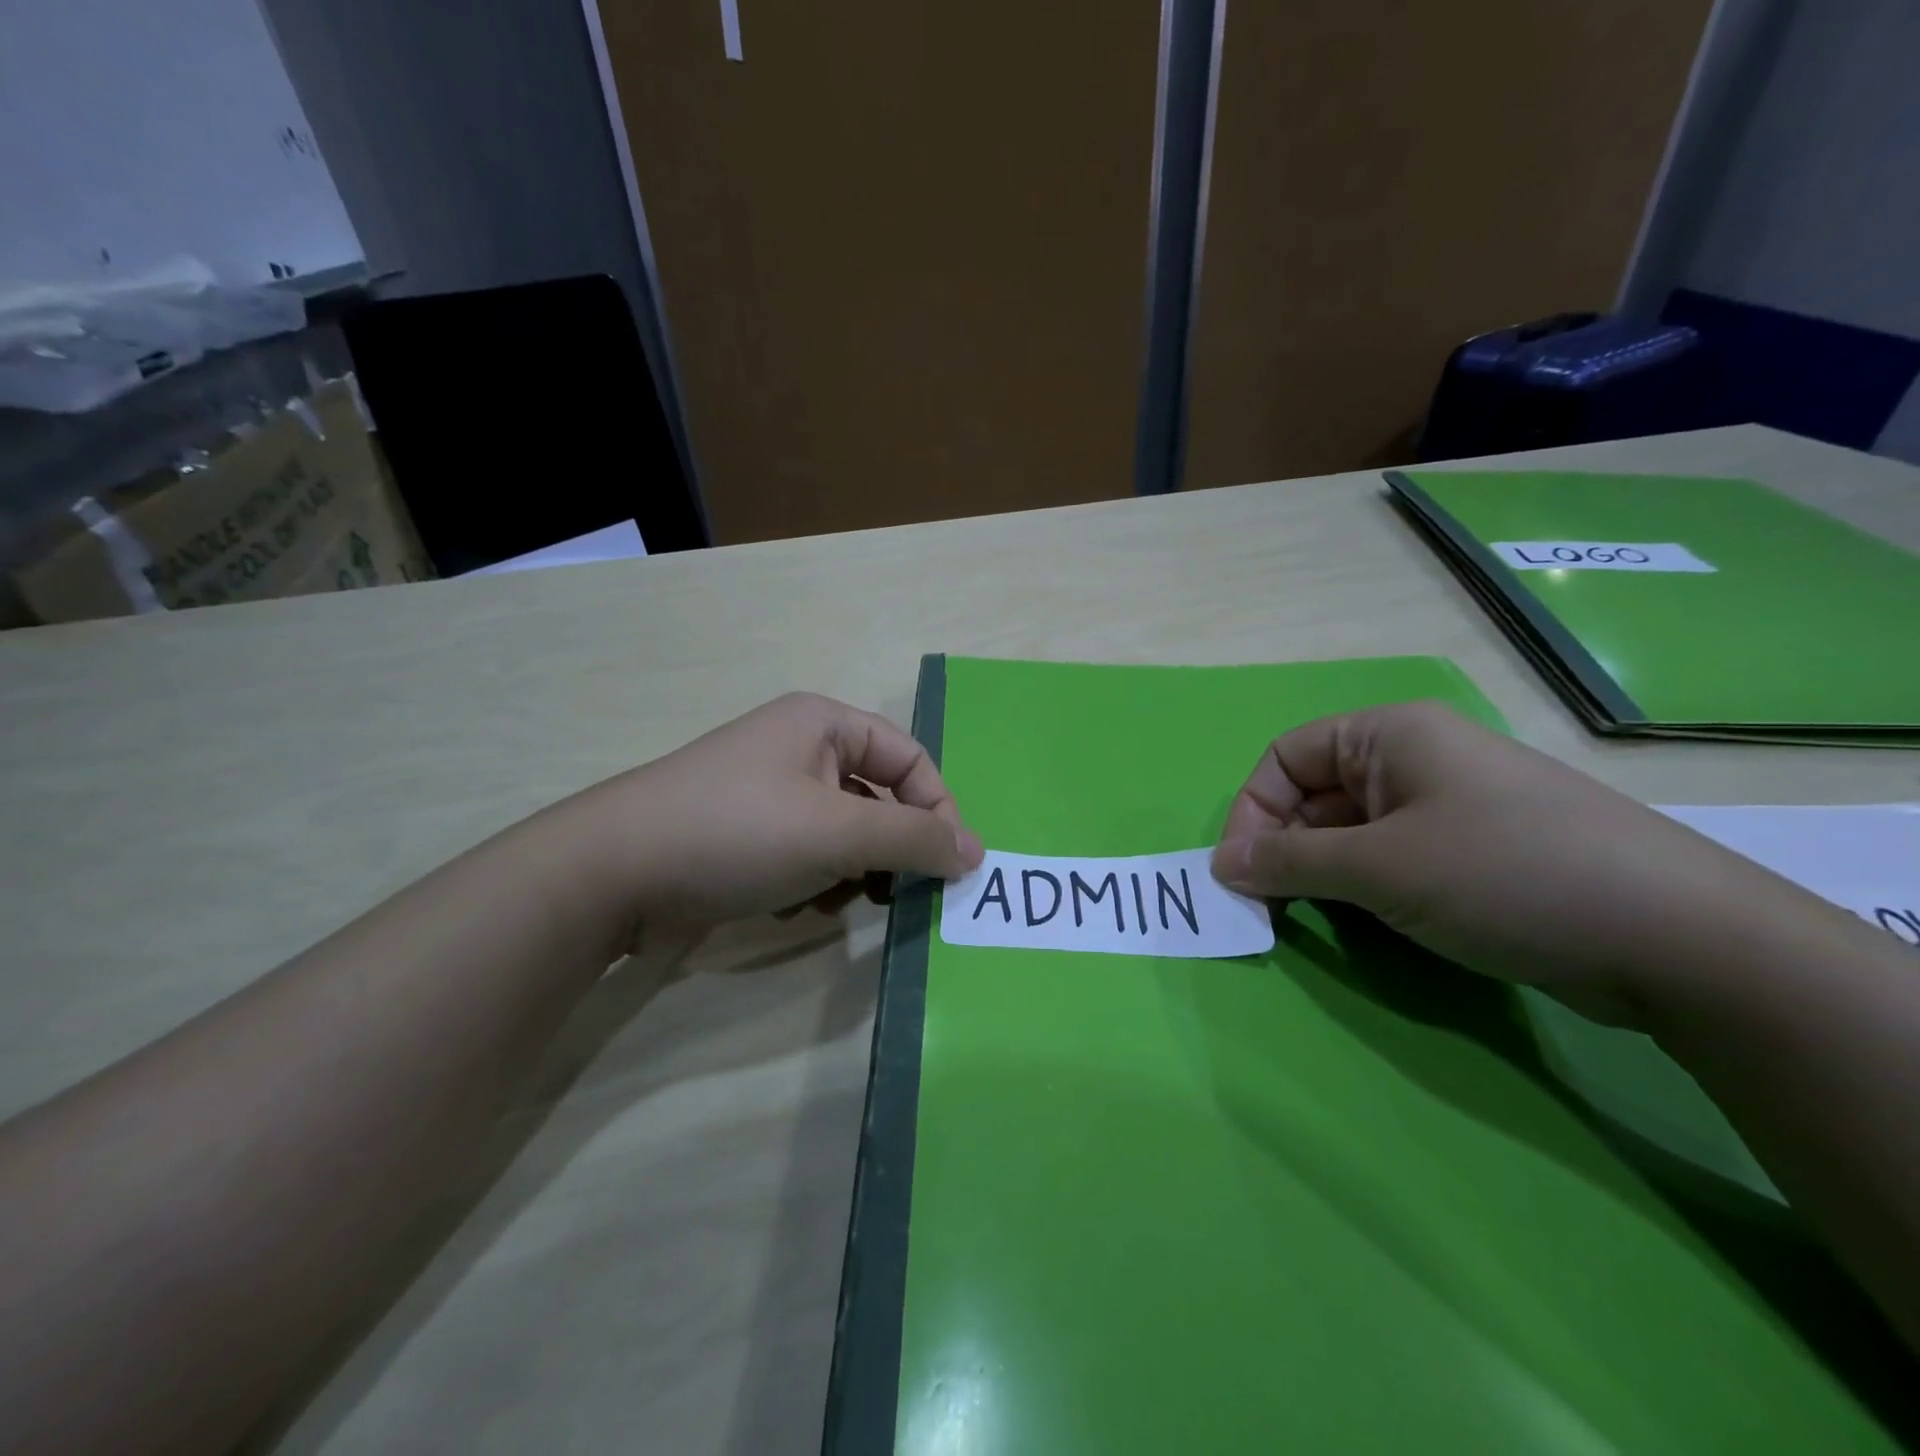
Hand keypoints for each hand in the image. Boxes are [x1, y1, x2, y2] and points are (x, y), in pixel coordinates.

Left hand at [581, 692, 983, 935]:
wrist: (613, 875)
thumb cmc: (738, 832)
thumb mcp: (838, 832)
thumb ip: (914, 839)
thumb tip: (976, 852)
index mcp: (823, 724)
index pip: (910, 759)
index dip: (937, 809)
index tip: (952, 866)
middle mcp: (800, 749)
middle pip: (879, 797)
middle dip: (890, 847)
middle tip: (896, 892)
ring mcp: (771, 794)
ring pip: (846, 833)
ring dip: (853, 871)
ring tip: (833, 897)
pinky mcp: (749, 835)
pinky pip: (809, 854)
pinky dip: (815, 881)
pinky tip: (793, 904)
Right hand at [1208, 700, 1829, 1025]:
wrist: (1678, 939)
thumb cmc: (1503, 874)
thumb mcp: (1379, 868)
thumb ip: (1288, 863)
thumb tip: (1218, 867)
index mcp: (1388, 735)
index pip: (1285, 759)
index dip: (1252, 813)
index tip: (1240, 875)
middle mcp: (1413, 759)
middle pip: (1315, 795)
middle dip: (1283, 849)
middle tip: (1269, 909)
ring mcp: (1447, 807)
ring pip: (1351, 832)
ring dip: (1321, 874)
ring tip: (1315, 921)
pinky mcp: (1472, 853)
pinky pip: (1390, 859)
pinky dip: (1363, 889)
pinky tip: (1369, 923)